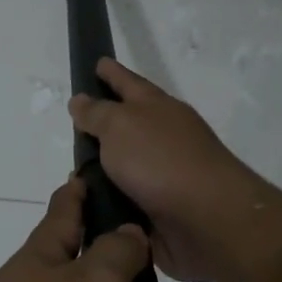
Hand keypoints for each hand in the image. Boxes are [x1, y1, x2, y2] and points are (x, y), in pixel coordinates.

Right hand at [68, 59, 281, 281]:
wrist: (208, 219)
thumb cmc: (161, 161)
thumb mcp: (120, 126)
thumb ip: (97, 113)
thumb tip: (81, 100)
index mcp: (157, 108)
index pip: (127, 82)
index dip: (111, 73)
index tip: (97, 62)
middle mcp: (163, 137)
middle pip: (128, 125)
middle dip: (103, 125)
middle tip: (74, 126)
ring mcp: (164, 175)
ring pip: (124, 167)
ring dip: (102, 171)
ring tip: (73, 176)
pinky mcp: (161, 210)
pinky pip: (126, 201)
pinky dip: (109, 202)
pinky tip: (88, 208)